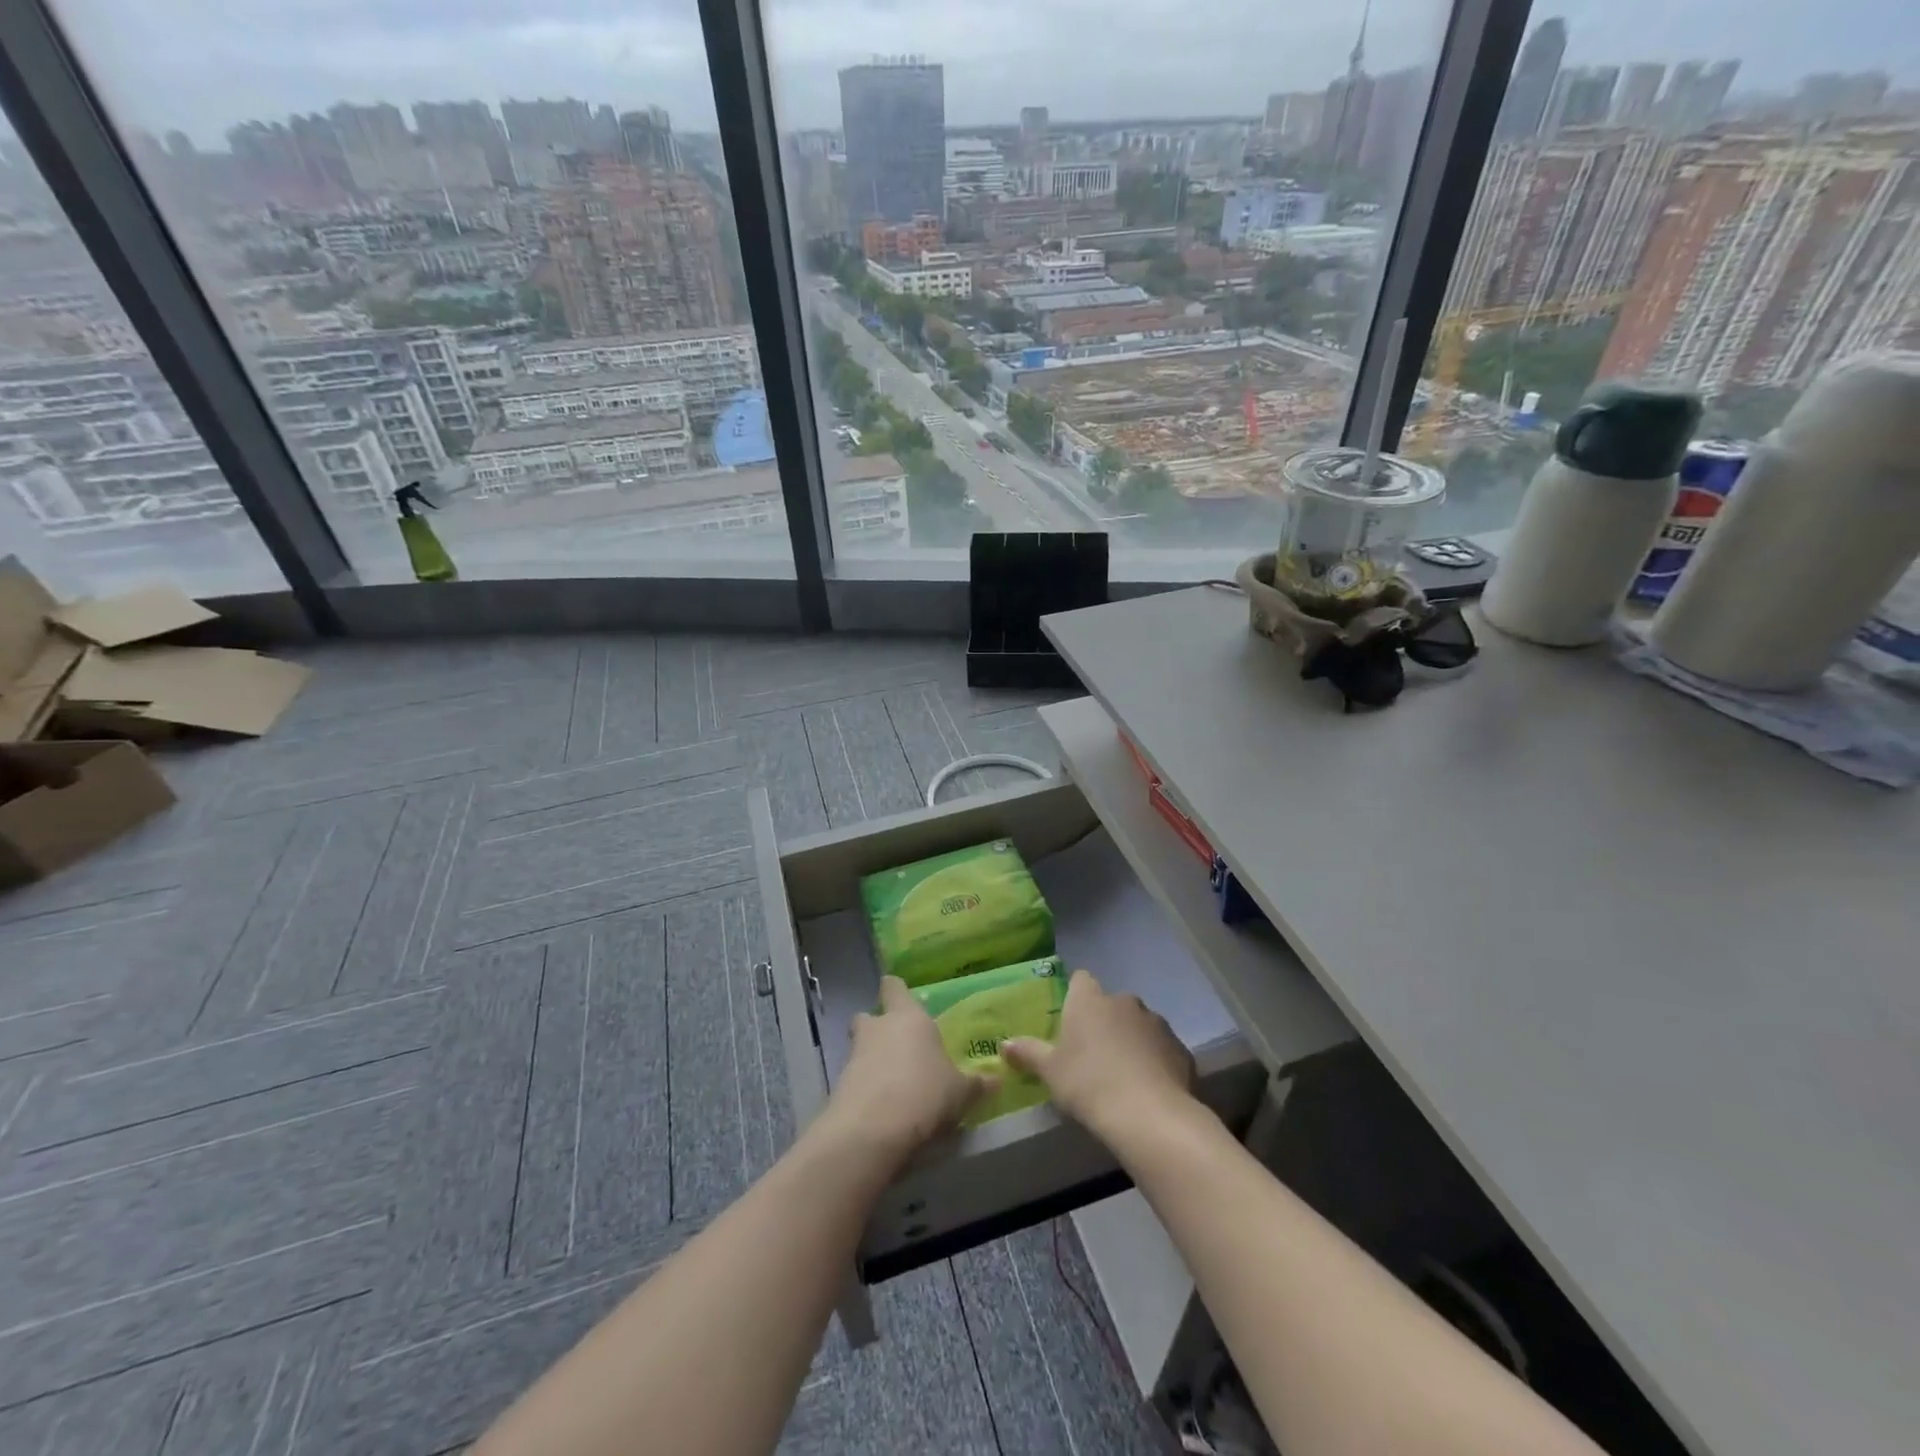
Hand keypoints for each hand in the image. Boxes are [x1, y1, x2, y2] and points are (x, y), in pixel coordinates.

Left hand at [818, 976, 993, 1167]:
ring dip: (871, 1060)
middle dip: (877, 1027)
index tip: (902, 998)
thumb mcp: (960, 1092)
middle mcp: (878, 1028)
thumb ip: (976, 1084)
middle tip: (897, 1044)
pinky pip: (854, 1079)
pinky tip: (882, 1108)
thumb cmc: (925, 1092)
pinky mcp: (840, 1086)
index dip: (896, 991)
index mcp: (908, 1017)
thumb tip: (996, 1081)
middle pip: (868, 1016)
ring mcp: (854, 1056)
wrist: (873, 1130)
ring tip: (894, 1083)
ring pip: (859, 1048)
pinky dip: (865, 1089)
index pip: (893, 987)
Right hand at [1002, 969, 1194, 1140]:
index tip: (1070, 1020)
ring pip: (1138, 1025)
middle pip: (1110, 1004)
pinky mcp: (1180, 1048)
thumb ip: (1028, 1053)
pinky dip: (1154, 1061)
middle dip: (1104, 1022)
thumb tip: (1004, 1043)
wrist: (1149, 1115)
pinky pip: (1161, 1049)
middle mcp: (1124, 1001)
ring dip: (1131, 1041)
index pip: (1080, 980)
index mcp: (1089, 1000)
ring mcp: (1156, 1023)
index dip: (1075, 996)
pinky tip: (1148, 1089)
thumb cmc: (1089, 1084)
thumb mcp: (1050, 1072)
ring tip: (1122, 1076)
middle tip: (1092, 1055)